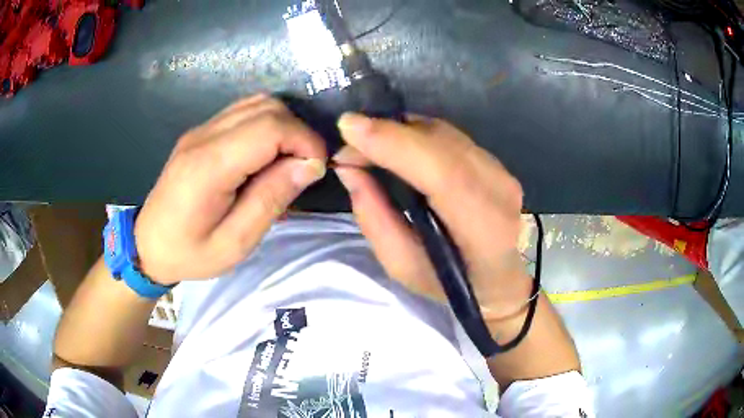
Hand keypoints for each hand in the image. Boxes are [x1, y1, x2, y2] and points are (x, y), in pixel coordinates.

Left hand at [135, 95, 326, 284]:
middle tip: (304, 168)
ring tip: (288, 161)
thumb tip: (309, 165)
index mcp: (208, 166)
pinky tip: (267, 154)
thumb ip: (271, 199)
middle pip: (266, 108)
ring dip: (284, 127)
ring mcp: (200, 130)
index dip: (304, 141)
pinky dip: (267, 125)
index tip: (317, 169)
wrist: (148, 245)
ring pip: (257, 104)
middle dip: (298, 132)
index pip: (269, 128)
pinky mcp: (201, 132)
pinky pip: (243, 112)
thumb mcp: (235, 243)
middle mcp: (203, 136)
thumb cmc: (189, 253)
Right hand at [333, 114, 531, 320]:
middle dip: (389, 132)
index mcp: (485, 231)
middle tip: (350, 140)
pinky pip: (451, 136)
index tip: (350, 128)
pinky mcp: (496, 162)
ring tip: (370, 144)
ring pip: (445, 133)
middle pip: (443, 143)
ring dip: (402, 131)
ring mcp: (503, 172)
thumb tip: (350, 169)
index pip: (445, 174)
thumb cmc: (449, 284)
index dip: (396, 144)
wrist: (500, 279)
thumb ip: (375, 219)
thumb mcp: (403, 267)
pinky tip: (398, 145)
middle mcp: (500, 192)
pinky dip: (418, 134)